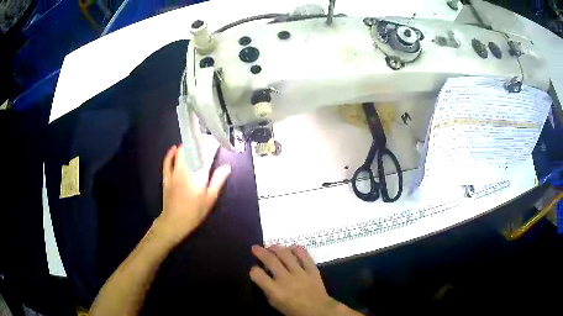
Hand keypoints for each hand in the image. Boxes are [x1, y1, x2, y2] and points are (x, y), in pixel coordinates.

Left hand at [155, 144, 230, 244]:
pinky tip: (174, 147)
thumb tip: (226, 167)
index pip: (206, 155)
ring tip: (194, 142)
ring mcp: (174, 172)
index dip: (211, 146)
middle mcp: (186, 170)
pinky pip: (167, 162)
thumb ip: (218, 181)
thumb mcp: (210, 198)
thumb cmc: (195, 212)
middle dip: (200, 142)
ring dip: (187, 145)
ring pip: (180, 153)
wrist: (175, 221)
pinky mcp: (166, 177)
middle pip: (192, 150)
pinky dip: (170, 153)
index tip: (216, 141)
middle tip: (207, 140)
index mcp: (199, 175)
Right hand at [250, 245, 354, 315]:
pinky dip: (297, 249)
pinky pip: (304, 255)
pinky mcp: (312, 269)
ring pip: (286, 254)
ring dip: (276, 248)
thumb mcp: (275, 303)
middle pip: (270, 260)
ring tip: (271, 246)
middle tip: (255, 248)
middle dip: (260, 252)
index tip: (255, 268)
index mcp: (274, 289)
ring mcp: (299, 272)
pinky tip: (291, 247)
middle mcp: (285, 278)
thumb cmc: (293, 309)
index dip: (254, 270)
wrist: (318, 310)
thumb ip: (267, 289)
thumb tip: (263, 277)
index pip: (257, 274)